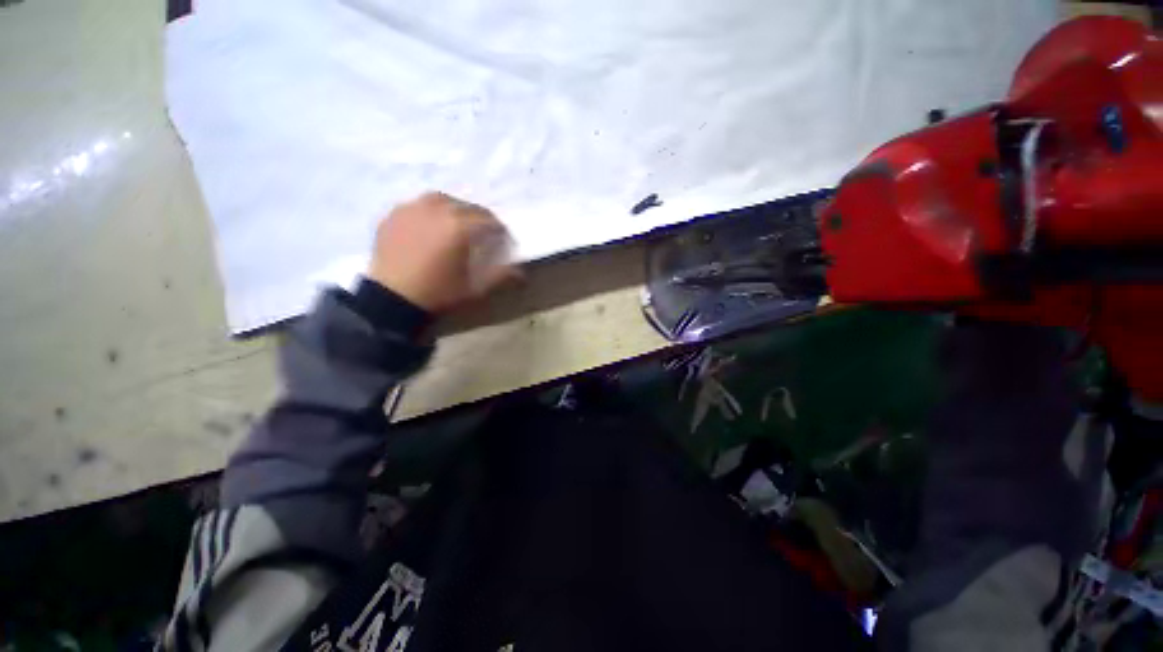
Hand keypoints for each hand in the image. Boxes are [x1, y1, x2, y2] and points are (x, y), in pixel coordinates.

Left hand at [367, 192, 519, 313]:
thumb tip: (521, 273)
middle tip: (483, 231)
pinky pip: (417, 205)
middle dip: (479, 217)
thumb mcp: (474, 288)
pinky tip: (430, 225)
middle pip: (466, 206)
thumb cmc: (438, 293)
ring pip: (440, 199)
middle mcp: (436, 210)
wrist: (391, 299)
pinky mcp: (393, 215)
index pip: (488, 220)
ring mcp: (411, 209)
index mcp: (459, 227)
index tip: (502, 239)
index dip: (499, 230)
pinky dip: (429, 211)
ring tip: (456, 222)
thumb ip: (500, 276)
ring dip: (454, 208)